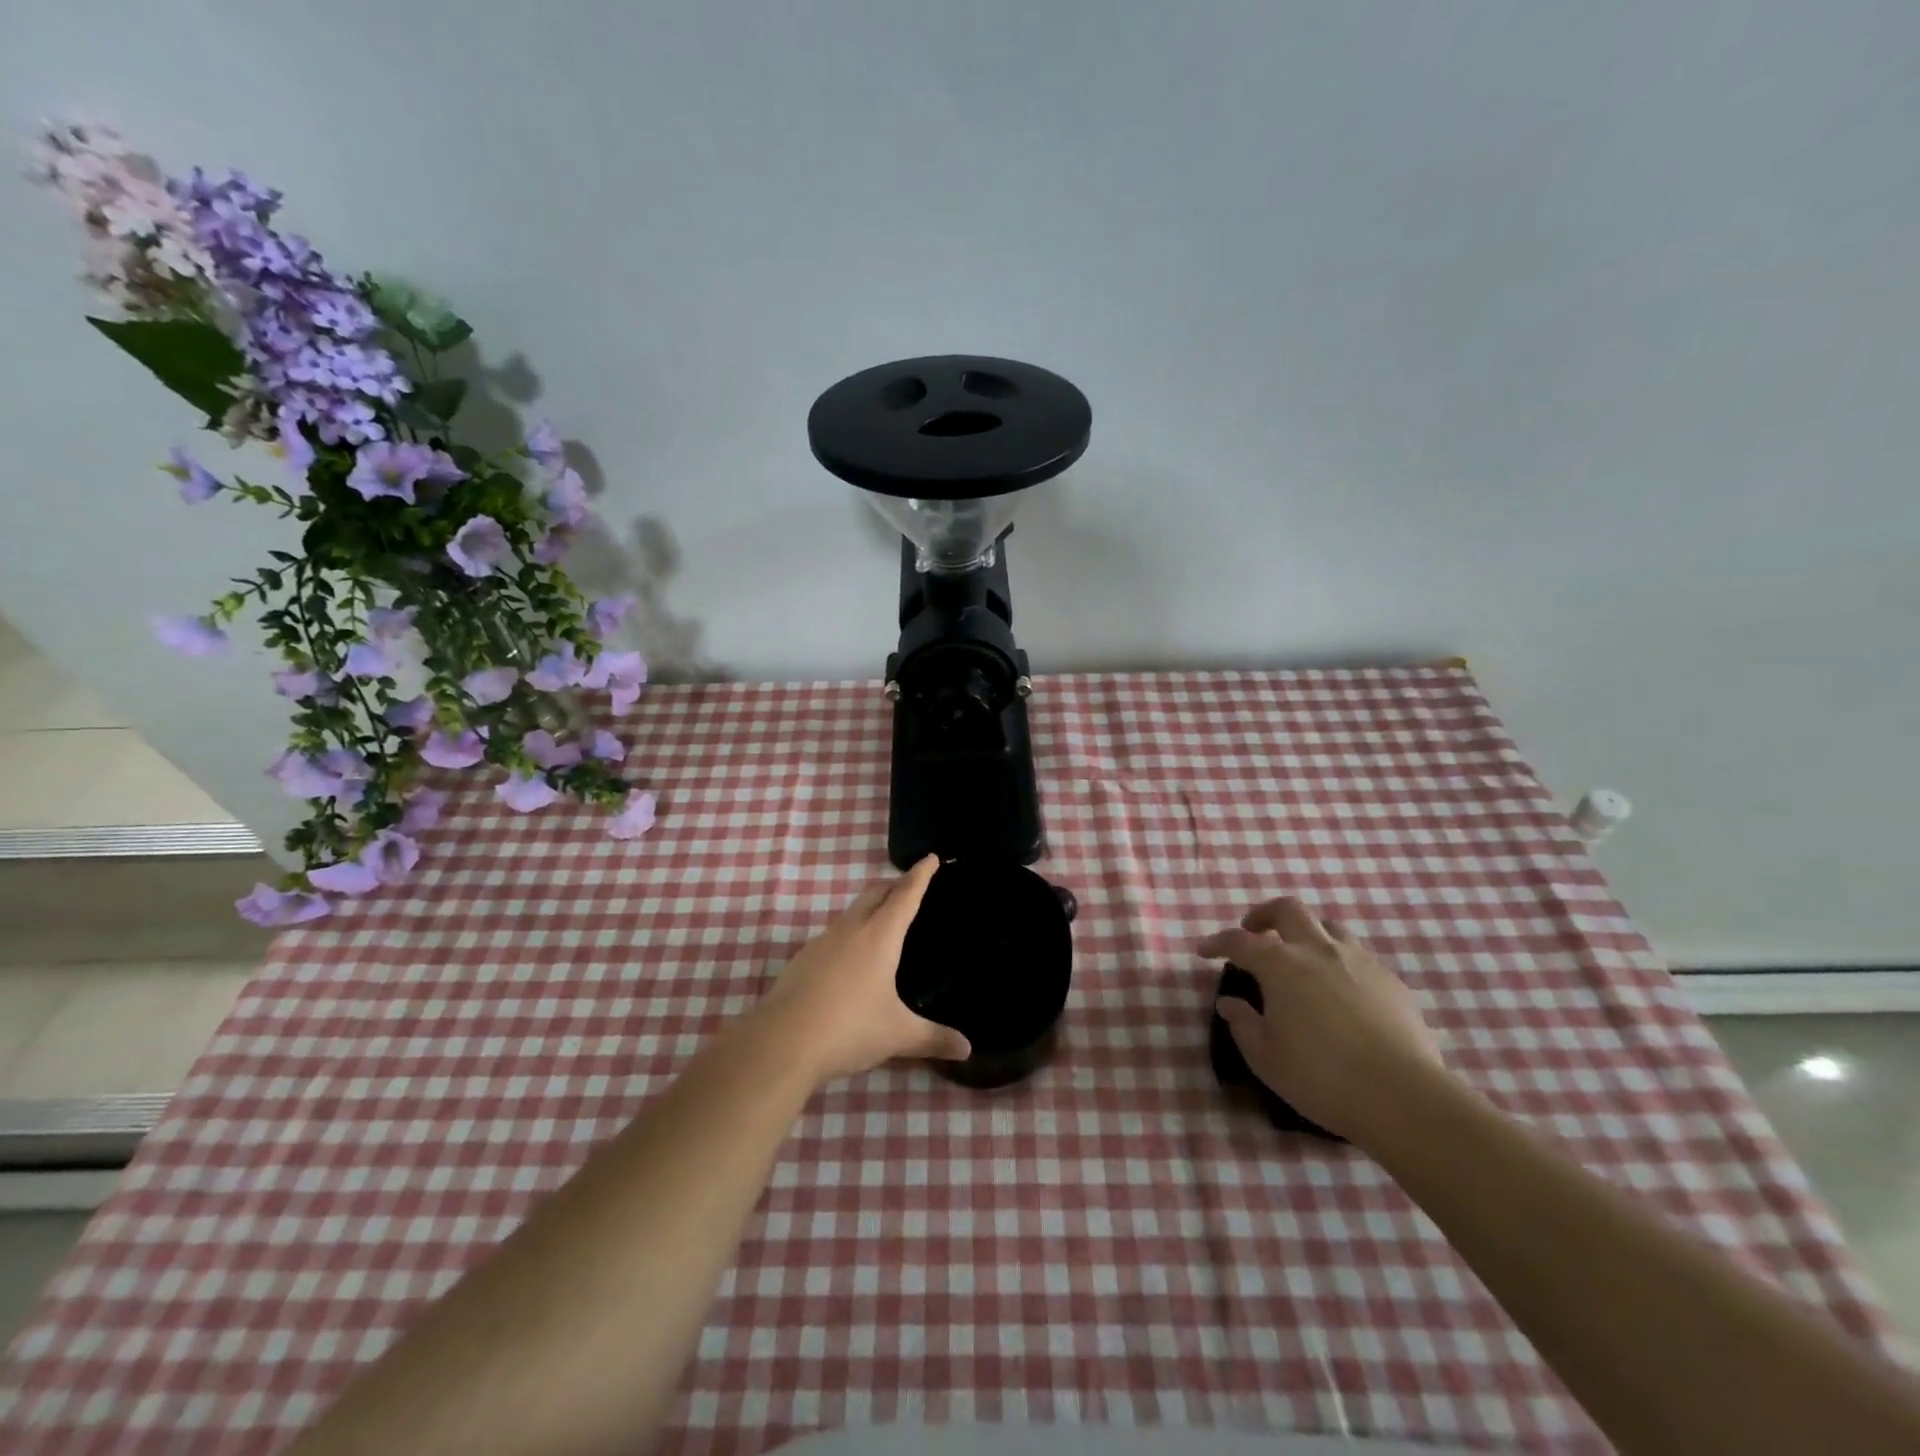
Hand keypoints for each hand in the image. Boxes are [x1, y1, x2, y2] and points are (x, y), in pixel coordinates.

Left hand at [753, 855, 971, 1084]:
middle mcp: (851, 929)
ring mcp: (822, 942)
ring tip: (884, 922)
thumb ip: (933, 1038)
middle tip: (910, 886)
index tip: (930, 857)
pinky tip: (851, 959)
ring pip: (852, 912)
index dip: (920, 875)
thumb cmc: (849, 1029)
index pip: (905, 895)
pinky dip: (850, 933)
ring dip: (870, 908)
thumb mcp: (897, 1035)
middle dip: (894, 884)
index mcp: (880, 936)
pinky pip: (834, 934)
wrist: (781, 1042)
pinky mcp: (803, 959)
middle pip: (875, 893)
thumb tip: (967, 1049)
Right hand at [1200, 896, 1443, 1140]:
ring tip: (1299, 956)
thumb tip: (1230, 1003)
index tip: (1204, 950)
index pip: (1239, 941)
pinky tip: (1339, 990)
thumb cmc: (1321, 1077)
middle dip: (1265, 914)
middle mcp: (1319, 951)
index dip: (1218, 942)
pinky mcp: (1391, 982)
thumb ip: (1243, 1024)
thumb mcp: (1266, 1057)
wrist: (1403, 1098)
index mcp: (1281, 966)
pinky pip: (1358, 956)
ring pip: (1328, 926)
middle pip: (1288, 910)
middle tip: (1254, 931)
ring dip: (1306, 932)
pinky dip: (1338, 961)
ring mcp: (1359, 962)